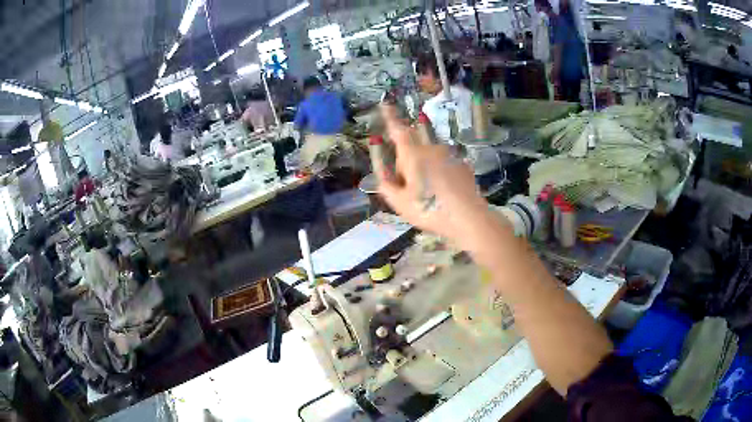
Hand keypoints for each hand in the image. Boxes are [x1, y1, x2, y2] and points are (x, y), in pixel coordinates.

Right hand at [376, 106, 491, 247]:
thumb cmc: (429, 210)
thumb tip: (382, 172)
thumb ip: (386, 185)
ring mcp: (450, 155)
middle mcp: (432, 149)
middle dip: (408, 163)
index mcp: (413, 155)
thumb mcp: (400, 203)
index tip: (386, 103)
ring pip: (429, 157)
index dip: (390, 117)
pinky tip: (446, 193)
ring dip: (425, 168)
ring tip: (431, 194)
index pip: (398, 130)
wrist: (468, 218)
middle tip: (411, 188)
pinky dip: (441, 173)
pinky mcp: (462, 164)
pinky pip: (444, 164)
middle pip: (413, 149)